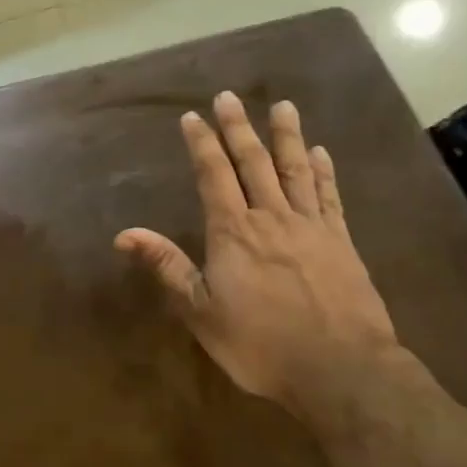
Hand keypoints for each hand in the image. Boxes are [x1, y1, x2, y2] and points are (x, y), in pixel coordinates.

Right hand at [116, 93, 401, 416]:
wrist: (341, 370)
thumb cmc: (260, 344)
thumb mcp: (201, 312)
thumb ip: (167, 267)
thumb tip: (125, 234)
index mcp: (233, 232)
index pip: (213, 175)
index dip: (201, 144)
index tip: (192, 116)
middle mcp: (271, 218)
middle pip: (253, 162)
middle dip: (238, 127)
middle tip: (229, 96)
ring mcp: (311, 227)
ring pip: (296, 170)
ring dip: (287, 136)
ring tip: (283, 106)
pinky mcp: (342, 242)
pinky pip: (330, 197)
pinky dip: (324, 172)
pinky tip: (321, 153)